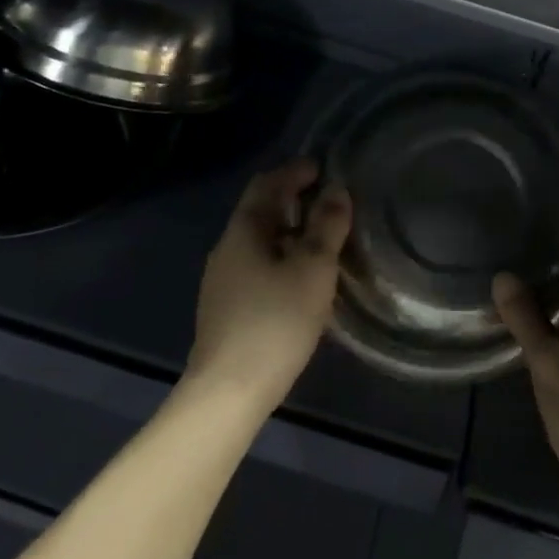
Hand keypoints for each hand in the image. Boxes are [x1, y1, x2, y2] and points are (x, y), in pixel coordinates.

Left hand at [186, 159, 351, 411]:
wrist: (228, 390)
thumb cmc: (275, 321)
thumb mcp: (312, 269)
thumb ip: (326, 226)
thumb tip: (336, 190)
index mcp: (243, 230)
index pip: (267, 184)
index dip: (295, 171)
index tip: (323, 168)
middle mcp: (227, 248)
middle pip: (260, 211)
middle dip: (293, 200)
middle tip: (328, 201)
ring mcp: (222, 280)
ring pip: (259, 241)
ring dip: (288, 231)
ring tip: (321, 239)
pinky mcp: (226, 307)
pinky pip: (256, 265)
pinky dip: (281, 257)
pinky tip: (300, 278)